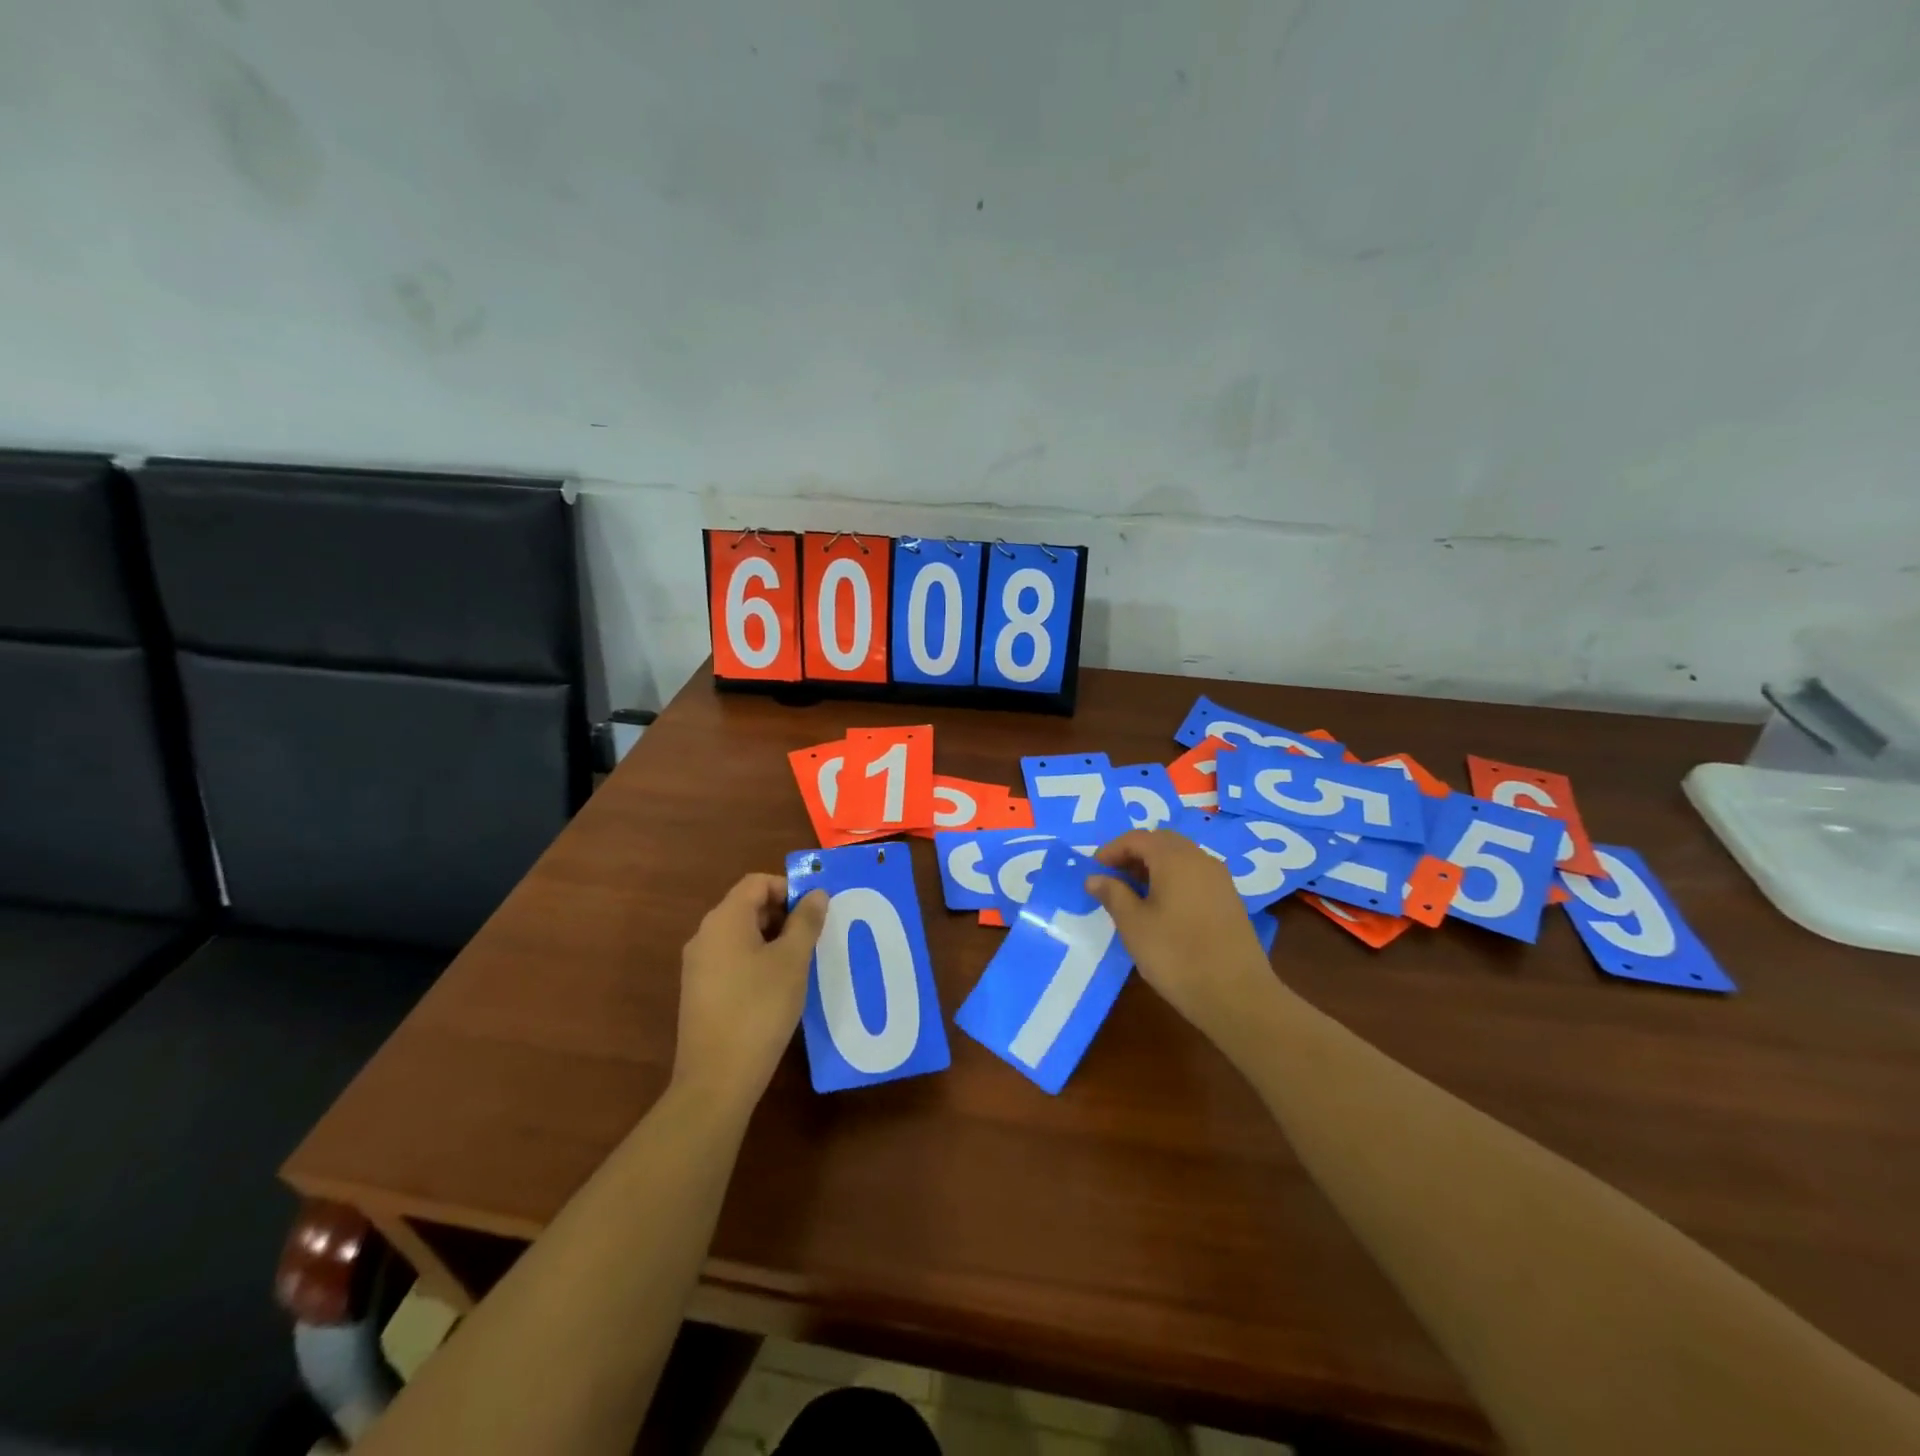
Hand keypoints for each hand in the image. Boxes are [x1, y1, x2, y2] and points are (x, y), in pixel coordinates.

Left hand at [672, 874, 827, 1108]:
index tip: (815, 912)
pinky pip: (732, 959)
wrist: (716, 1079)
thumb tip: (816, 894)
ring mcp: (698, 965)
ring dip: (773, 939)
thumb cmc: (759, 1009)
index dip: (788, 888)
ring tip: (801, 963)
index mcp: (724, 920)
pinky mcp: (700, 991)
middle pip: (747, 906)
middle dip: (783, 914)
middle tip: (814, 937)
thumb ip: (806, 922)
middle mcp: (705, 935)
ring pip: (741, 934)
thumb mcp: (792, 961)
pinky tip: (778, 987)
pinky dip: (757, 960)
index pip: (757, 883)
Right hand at [1087, 830, 1278, 1044]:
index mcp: (1175, 858)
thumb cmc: (1176, 955)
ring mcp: (1220, 879)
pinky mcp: (1230, 900)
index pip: (1137, 838)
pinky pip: (1195, 875)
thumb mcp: (1134, 925)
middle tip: (1113, 877)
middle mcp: (1200, 859)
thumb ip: (1112, 894)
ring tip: (1134, 894)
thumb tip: (1095, 877)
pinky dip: (1174, 879)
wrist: (1237, 995)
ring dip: (1154, 866)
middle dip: (1134, 853)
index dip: (1112, 850)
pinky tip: (1163, 907)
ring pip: (1181, 857)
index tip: (1093, 870)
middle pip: (1162, 842)